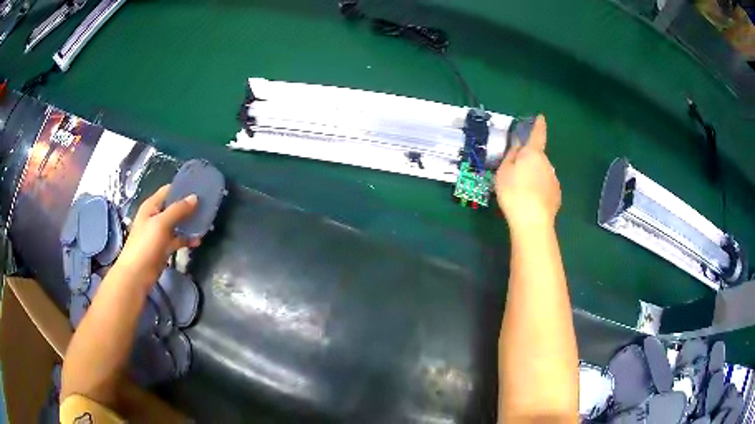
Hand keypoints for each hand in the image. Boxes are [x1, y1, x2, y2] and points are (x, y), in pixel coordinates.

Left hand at [114, 185, 199, 286]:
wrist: (137, 275)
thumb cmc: (145, 245)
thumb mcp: (161, 224)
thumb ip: (178, 210)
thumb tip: (195, 197)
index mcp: (152, 206)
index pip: (169, 191)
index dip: (183, 188)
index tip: (200, 189)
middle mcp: (156, 216)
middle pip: (174, 207)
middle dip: (189, 206)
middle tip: (207, 206)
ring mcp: (160, 232)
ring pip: (178, 223)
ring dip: (190, 223)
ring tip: (206, 223)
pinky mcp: (164, 247)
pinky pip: (178, 239)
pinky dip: (187, 239)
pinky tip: (198, 241)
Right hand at [496, 115, 560, 228]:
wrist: (532, 221)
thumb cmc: (513, 192)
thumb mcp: (503, 172)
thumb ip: (510, 157)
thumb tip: (517, 148)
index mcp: (533, 154)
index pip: (537, 135)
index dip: (539, 125)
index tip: (541, 117)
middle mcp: (547, 163)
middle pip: (537, 158)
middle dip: (529, 162)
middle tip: (516, 174)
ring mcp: (554, 179)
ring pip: (541, 173)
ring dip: (533, 177)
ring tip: (522, 192)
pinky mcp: (557, 195)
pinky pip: (546, 187)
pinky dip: (539, 190)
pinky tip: (531, 202)